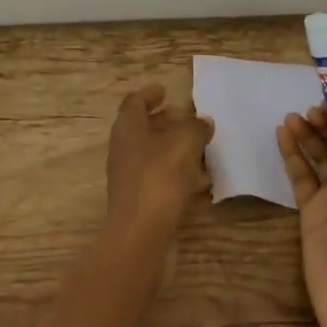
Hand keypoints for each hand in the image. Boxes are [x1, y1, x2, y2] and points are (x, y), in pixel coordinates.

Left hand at [107, 86, 213, 233]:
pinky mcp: (138, 199)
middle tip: (187, 117)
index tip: (165, 91)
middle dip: (164, 120)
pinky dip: (175, 170)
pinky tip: (197, 178)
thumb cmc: (158, 178)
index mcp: (127, 127)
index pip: (134, 102)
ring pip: (151, 152)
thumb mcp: (184, 143)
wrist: (140, 235)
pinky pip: (158, 175)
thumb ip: (195, 127)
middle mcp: (123, 148)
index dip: (149, 94)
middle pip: (142, 127)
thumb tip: (203, 121)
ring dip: (172, 146)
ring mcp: (128, 176)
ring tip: (198, 146)